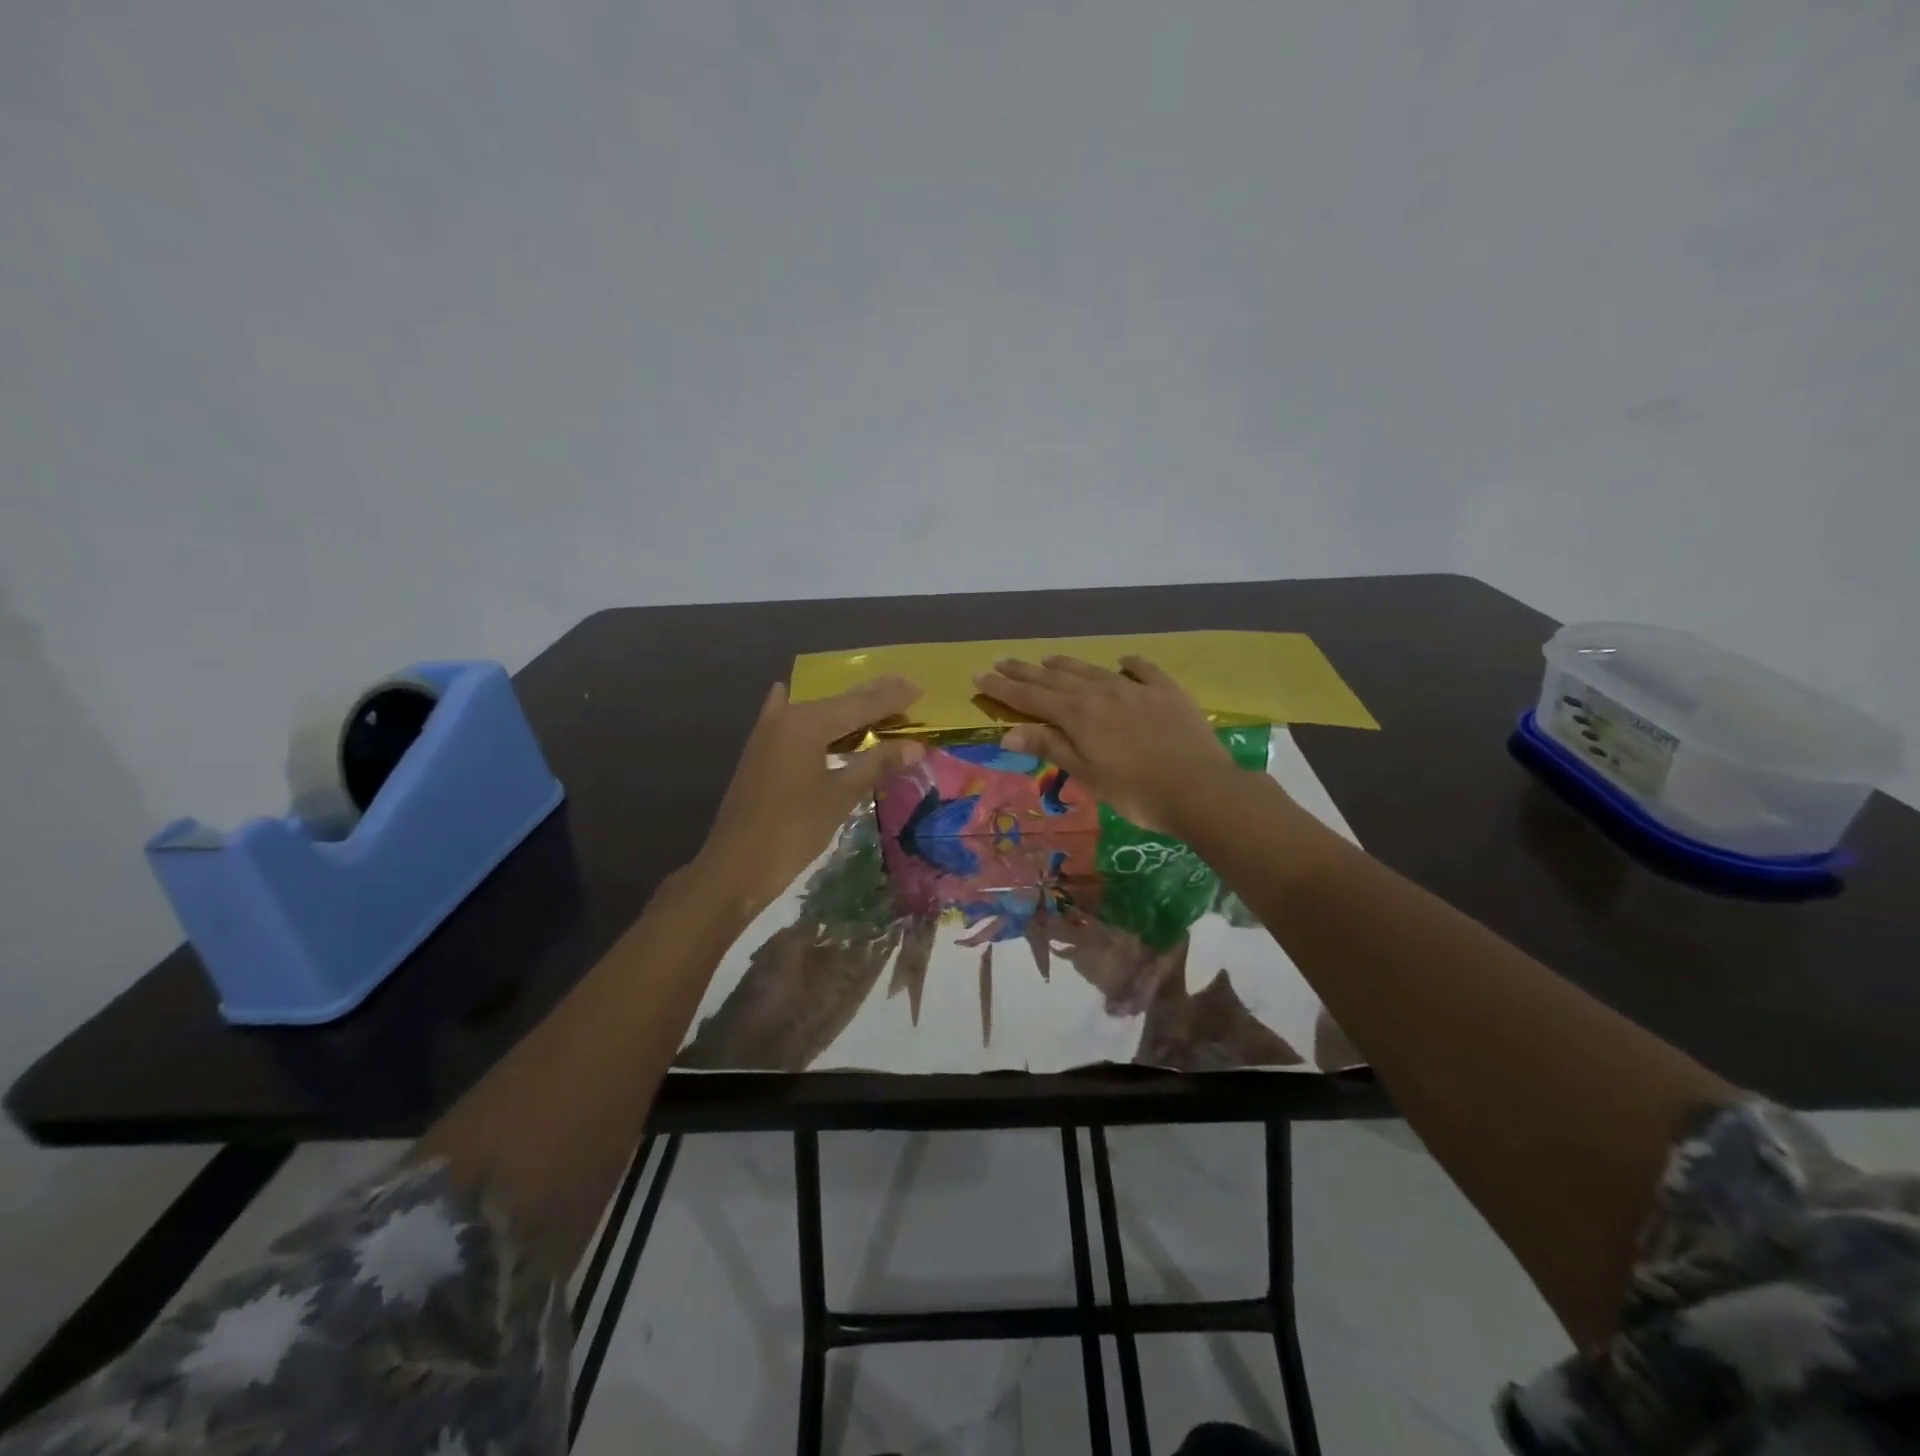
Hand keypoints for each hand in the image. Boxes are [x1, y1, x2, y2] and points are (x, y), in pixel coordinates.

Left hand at [689, 676, 925, 919]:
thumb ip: (877, 764)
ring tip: (878, 700)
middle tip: (907, 686)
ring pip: (817, 712)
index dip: (892, 697)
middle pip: (839, 702)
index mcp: (807, 723)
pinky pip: (792, 723)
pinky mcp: (761, 752)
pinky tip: (791, 696)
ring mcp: (769, 733)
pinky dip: (808, 717)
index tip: (920, 688)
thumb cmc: (793, 830)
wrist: (736, 866)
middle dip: (873, 695)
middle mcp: (786, 717)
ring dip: (847, 709)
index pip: (860, 704)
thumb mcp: (841, 795)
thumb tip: (916, 746)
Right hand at [971, 655, 1241, 834]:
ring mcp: (1136, 689)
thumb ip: (1050, 747)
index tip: (979, 675)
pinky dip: (1128, 664)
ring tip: (1047, 658)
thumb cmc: (1136, 791)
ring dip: (1066, 664)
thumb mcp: (1087, 774)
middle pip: (1056, 677)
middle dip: (1025, 670)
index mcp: (1078, 714)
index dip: (1003, 688)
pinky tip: (1122, 661)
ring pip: (1092, 670)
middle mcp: (1101, 692)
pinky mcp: (1167, 692)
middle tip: (1001, 660)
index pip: (1030, 697)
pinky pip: (1142, 670)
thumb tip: (1009, 730)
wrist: (1201, 789)